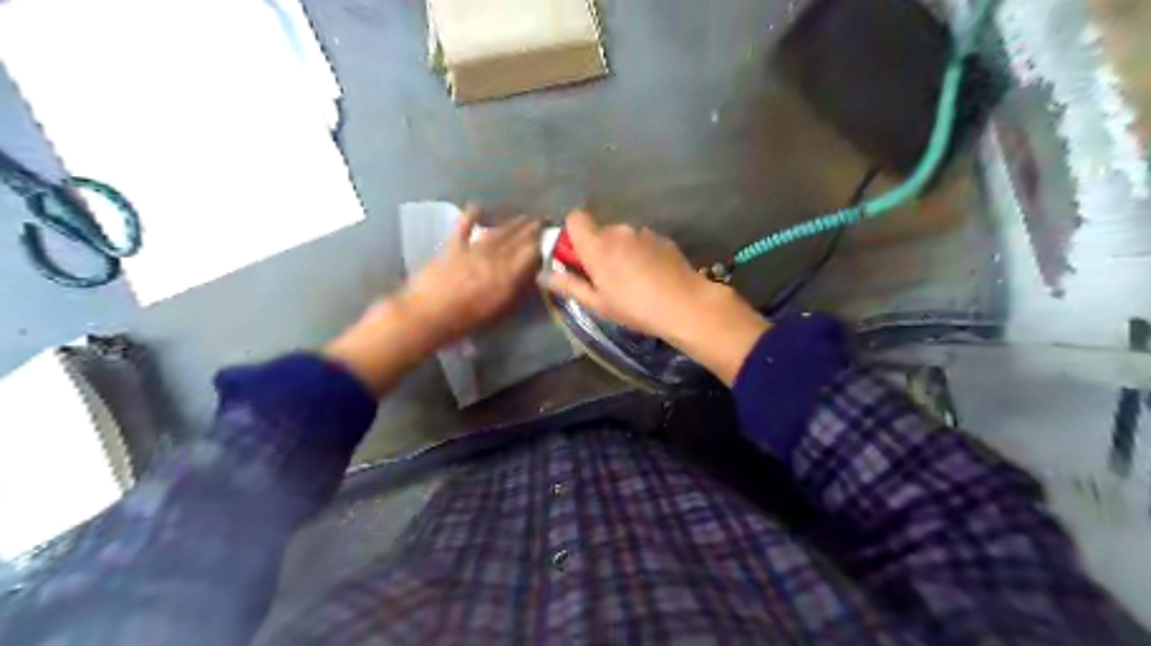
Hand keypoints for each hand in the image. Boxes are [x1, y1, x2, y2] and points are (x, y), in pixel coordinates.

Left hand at [323, 209, 540, 396]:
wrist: (426, 316)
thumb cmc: (463, 322)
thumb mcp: (497, 312)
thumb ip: (514, 292)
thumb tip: (529, 277)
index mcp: (506, 278)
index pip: (530, 255)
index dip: (541, 244)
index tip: (549, 237)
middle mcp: (493, 260)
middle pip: (517, 240)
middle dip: (531, 230)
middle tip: (541, 221)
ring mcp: (472, 251)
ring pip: (497, 233)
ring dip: (512, 223)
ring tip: (523, 217)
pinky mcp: (452, 247)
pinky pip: (464, 227)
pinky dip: (471, 216)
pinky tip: (478, 207)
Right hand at [541, 211, 712, 343]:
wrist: (684, 304)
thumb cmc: (634, 307)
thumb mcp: (597, 303)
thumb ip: (569, 286)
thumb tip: (544, 276)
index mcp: (597, 244)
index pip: (575, 217)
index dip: (573, 233)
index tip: (578, 256)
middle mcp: (618, 230)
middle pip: (600, 230)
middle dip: (599, 248)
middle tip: (607, 278)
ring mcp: (643, 232)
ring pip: (623, 237)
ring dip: (622, 251)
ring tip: (633, 280)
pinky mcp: (662, 238)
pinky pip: (642, 241)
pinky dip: (641, 253)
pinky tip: (652, 276)